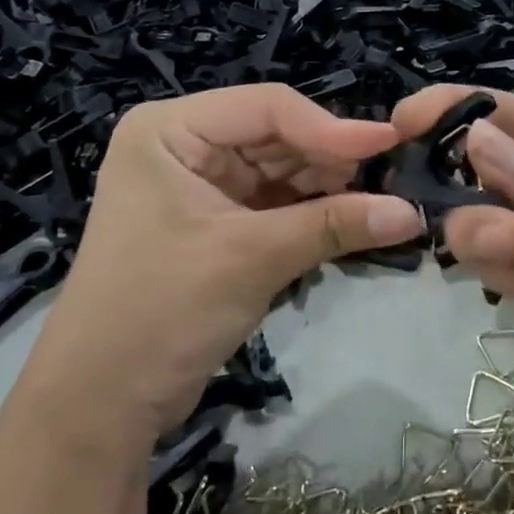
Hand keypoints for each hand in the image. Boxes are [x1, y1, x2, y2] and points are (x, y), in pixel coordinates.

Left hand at [18, 87, 423, 447]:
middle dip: (333, 160)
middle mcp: (184, 145)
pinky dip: (312, 214)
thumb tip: (412, 213)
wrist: (100, 405)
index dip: (332, 127)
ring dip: (329, 189)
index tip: (392, 145)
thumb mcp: (251, 258)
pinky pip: (276, 204)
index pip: (267, 108)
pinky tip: (353, 221)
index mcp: (170, 130)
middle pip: (277, 136)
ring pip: (282, 170)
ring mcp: (200, 185)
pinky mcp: (216, 223)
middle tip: (394, 178)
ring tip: (383, 201)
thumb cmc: (162, 310)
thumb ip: (333, 226)